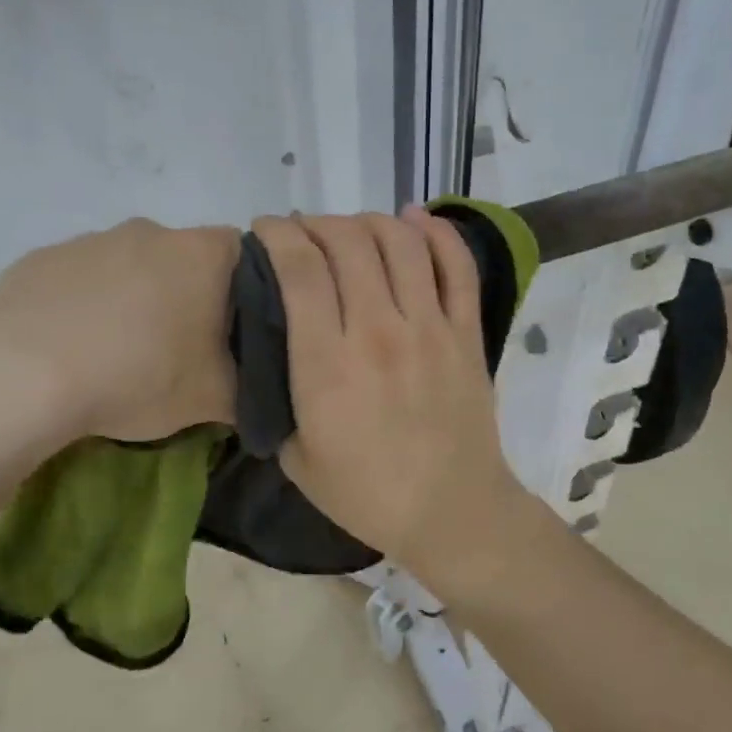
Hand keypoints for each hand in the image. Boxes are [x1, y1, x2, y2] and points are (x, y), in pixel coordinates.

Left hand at [0, 219, 238, 465]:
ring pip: (129, 264)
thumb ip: (253, 387)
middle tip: (177, 347)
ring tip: (118, 352)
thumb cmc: (137, 378)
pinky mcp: (40, 259)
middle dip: (187, 294)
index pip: (246, 254)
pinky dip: (85, 303)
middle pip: (184, 258)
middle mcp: (149, 231)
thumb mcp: (216, 399)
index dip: (246, 292)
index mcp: (200, 253)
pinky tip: (73, 345)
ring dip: (133, 297)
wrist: (24, 380)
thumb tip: (259, 389)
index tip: (231, 332)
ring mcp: (89, 240)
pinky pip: (79, 278)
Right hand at [251, 209, 527, 594]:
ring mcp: (430, 328)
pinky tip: (413, 220)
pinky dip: (436, 232)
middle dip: (316, 223)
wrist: (450, 511)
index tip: (264, 231)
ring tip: (350, 230)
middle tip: (304, 234)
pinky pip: (457, 266)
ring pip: (400, 242)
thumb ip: (276, 394)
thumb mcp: (294, 455)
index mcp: (327, 366)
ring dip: (367, 221)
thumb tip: (268, 345)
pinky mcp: (467, 333)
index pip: (300, 271)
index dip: (277, 235)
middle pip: (347, 243)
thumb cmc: (365, 493)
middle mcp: (378, 332)